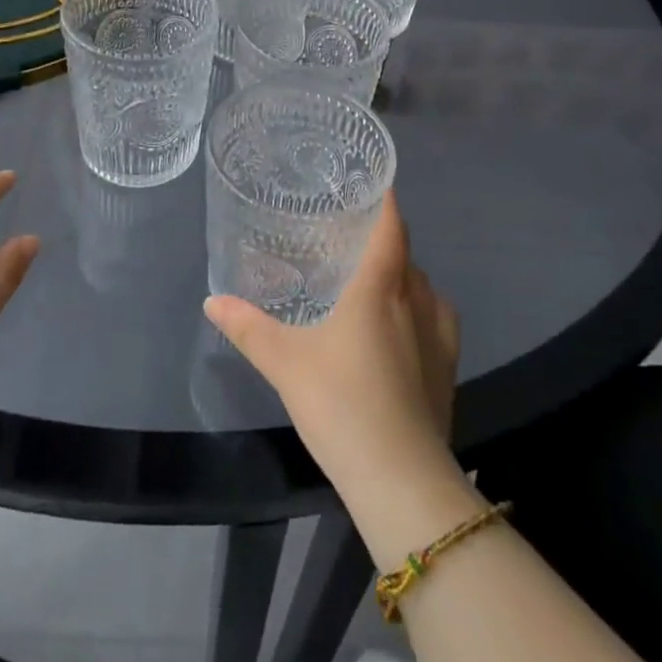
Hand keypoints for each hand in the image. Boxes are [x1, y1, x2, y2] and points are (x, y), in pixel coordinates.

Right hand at [203, 192, 458, 492]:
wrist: (401, 479)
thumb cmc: (341, 402)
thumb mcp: (284, 362)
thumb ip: (248, 328)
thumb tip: (212, 300)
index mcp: (380, 286)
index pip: (391, 226)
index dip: (384, 200)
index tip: (373, 183)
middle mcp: (416, 300)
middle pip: (405, 256)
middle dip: (383, 242)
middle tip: (349, 241)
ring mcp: (440, 336)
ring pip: (423, 289)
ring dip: (402, 279)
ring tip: (370, 284)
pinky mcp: (449, 369)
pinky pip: (435, 321)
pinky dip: (417, 313)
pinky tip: (397, 332)